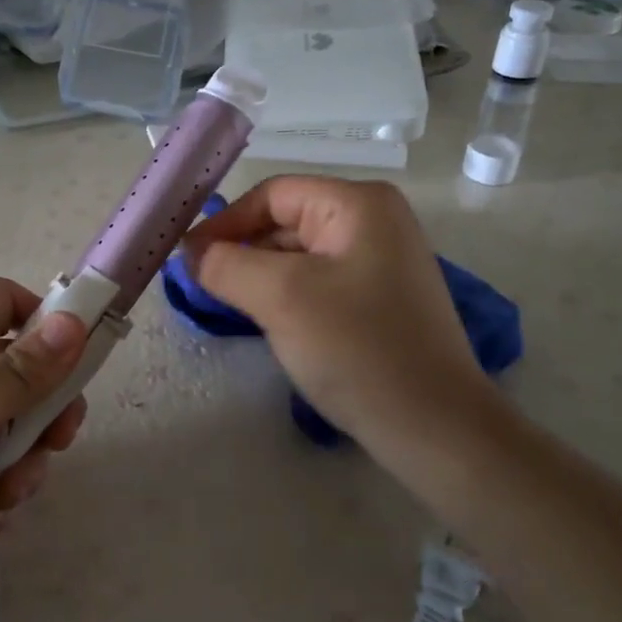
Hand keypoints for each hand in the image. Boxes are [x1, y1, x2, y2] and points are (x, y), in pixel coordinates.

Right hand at [182, 177, 497, 471]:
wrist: (434, 427)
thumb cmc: (357, 348)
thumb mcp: (281, 297)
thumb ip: (226, 264)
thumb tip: (192, 253)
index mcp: (358, 204)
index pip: (272, 195)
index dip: (225, 222)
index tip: (186, 259)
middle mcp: (373, 222)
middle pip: (285, 223)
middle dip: (240, 251)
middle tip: (197, 285)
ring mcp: (380, 262)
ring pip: (298, 256)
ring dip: (258, 276)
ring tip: (223, 305)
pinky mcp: (378, 300)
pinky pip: (316, 283)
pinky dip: (284, 297)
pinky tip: (264, 322)